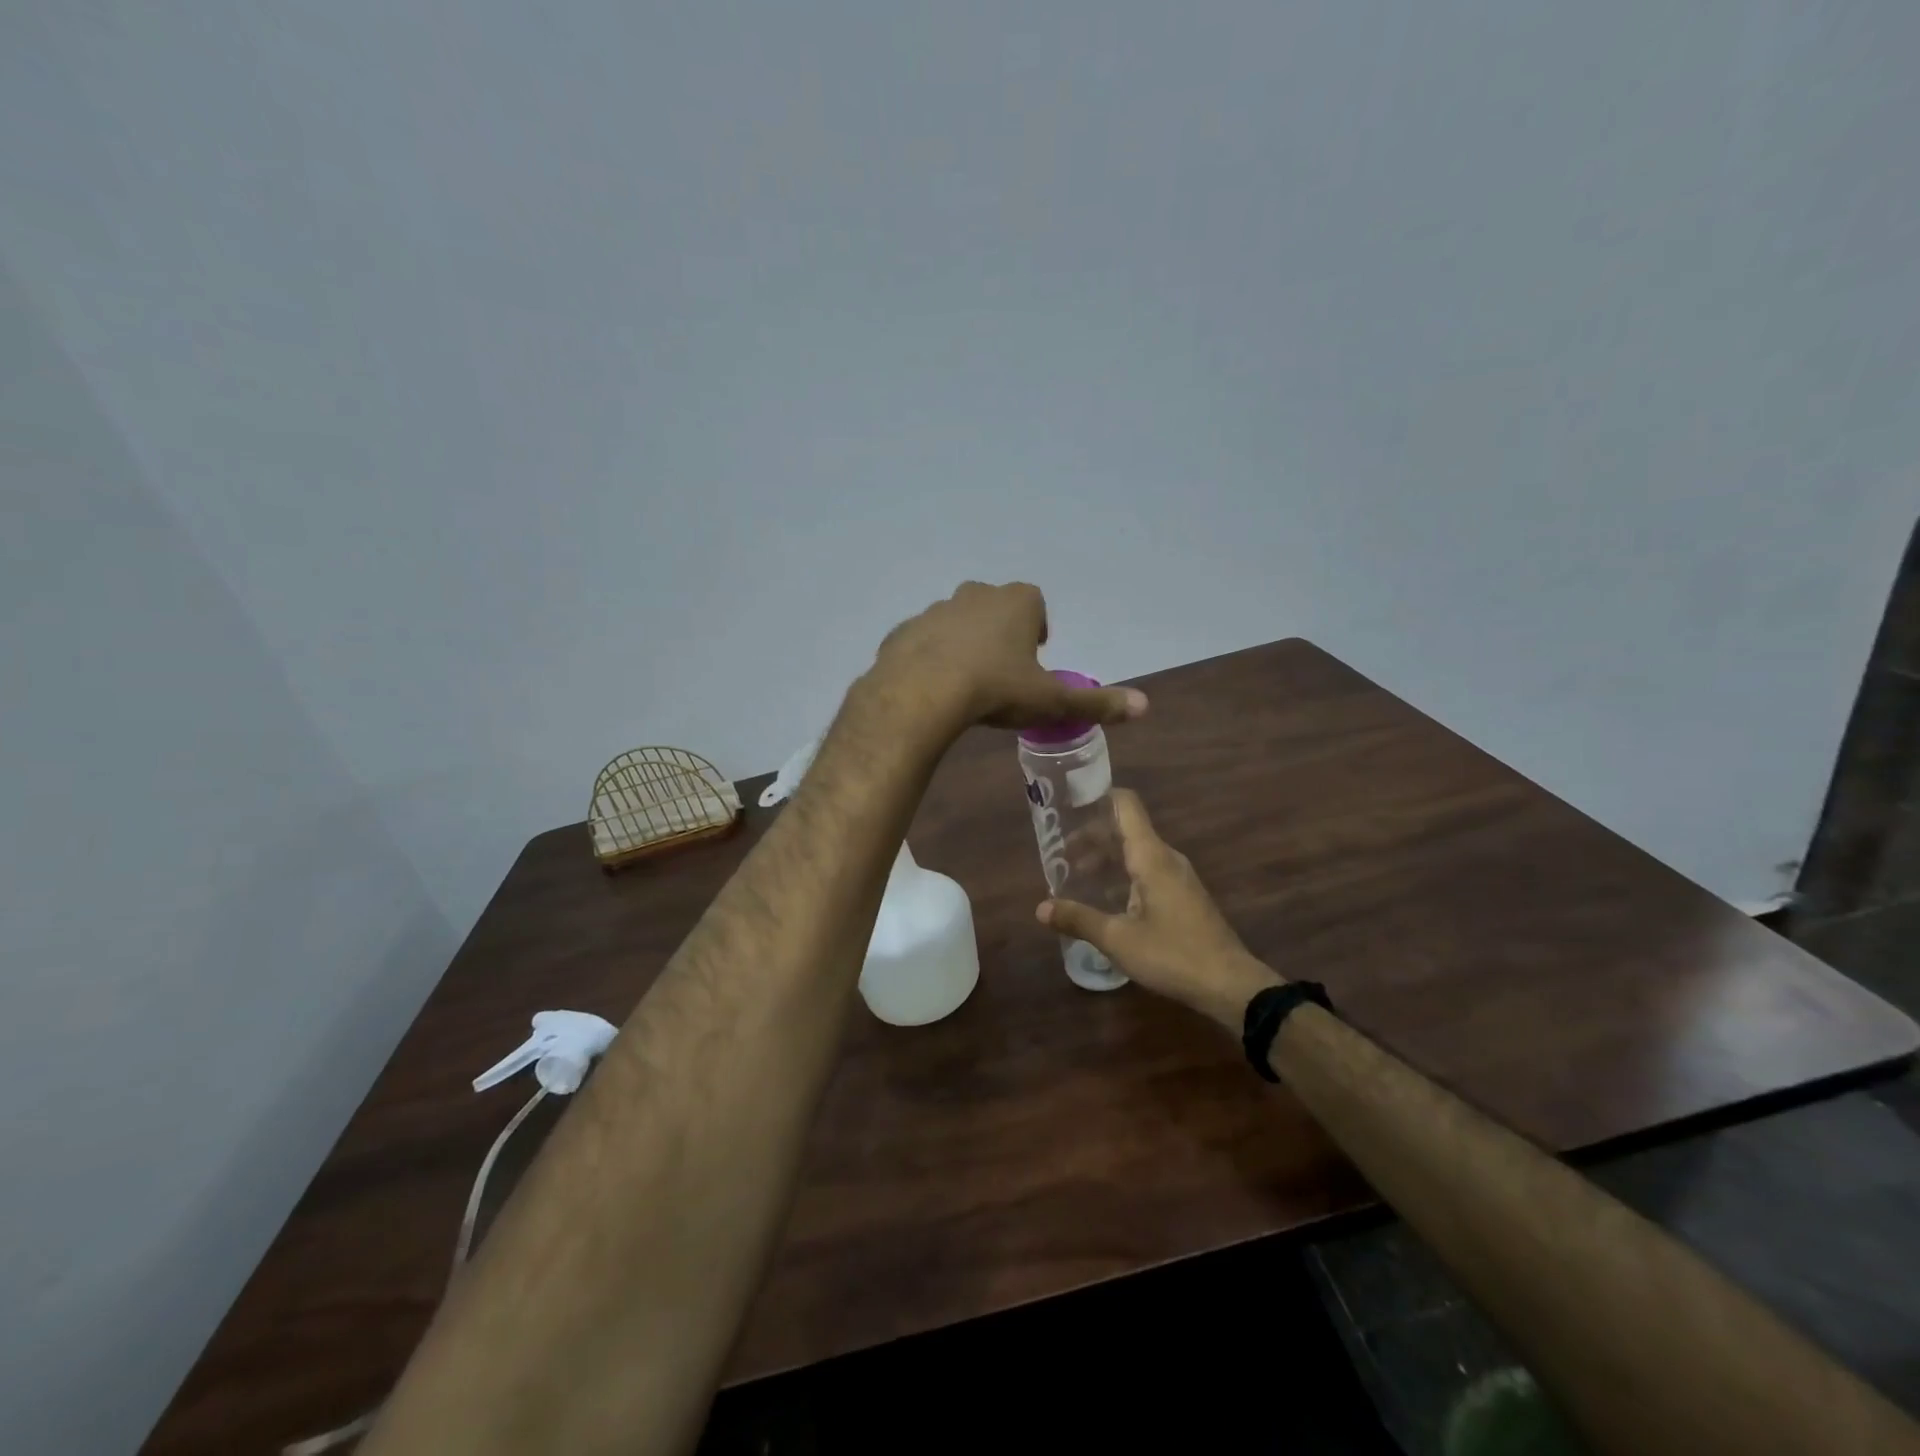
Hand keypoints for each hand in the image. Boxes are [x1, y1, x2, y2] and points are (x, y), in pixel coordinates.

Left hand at [869, 582, 1147, 733]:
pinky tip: (932, 686)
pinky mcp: (903, 631)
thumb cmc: (996, 689)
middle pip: (994, 606)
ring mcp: (934, 610)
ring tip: (966, 681)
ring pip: (956, 621)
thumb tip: (1145, 707)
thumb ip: (1096, 702)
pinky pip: (923, 641)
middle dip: (1000, 631)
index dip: (1037, 627)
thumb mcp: (1050, 700)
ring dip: (964, 643)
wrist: (921, 694)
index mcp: (1015, 602)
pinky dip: (929, 656)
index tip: (1034, 655)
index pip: (1034, 602)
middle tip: (1002, 670)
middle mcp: (975, 595)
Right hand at [1038, 789, 1280, 1029]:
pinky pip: (1147, 870)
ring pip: (1137, 852)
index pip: (1125, 805)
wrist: (1230, 985)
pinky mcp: (1184, 896)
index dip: (1097, 797)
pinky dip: (1122, 874)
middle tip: (1060, 852)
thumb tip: (1040, 908)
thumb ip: (1078, 919)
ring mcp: (1179, 877)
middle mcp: (1166, 858)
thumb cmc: (1173, 954)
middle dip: (1092, 836)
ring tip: (1075, 875)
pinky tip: (1105, 898)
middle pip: (1126, 829)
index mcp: (1151, 856)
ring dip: (1106, 858)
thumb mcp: (1118, 940)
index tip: (1068, 804)